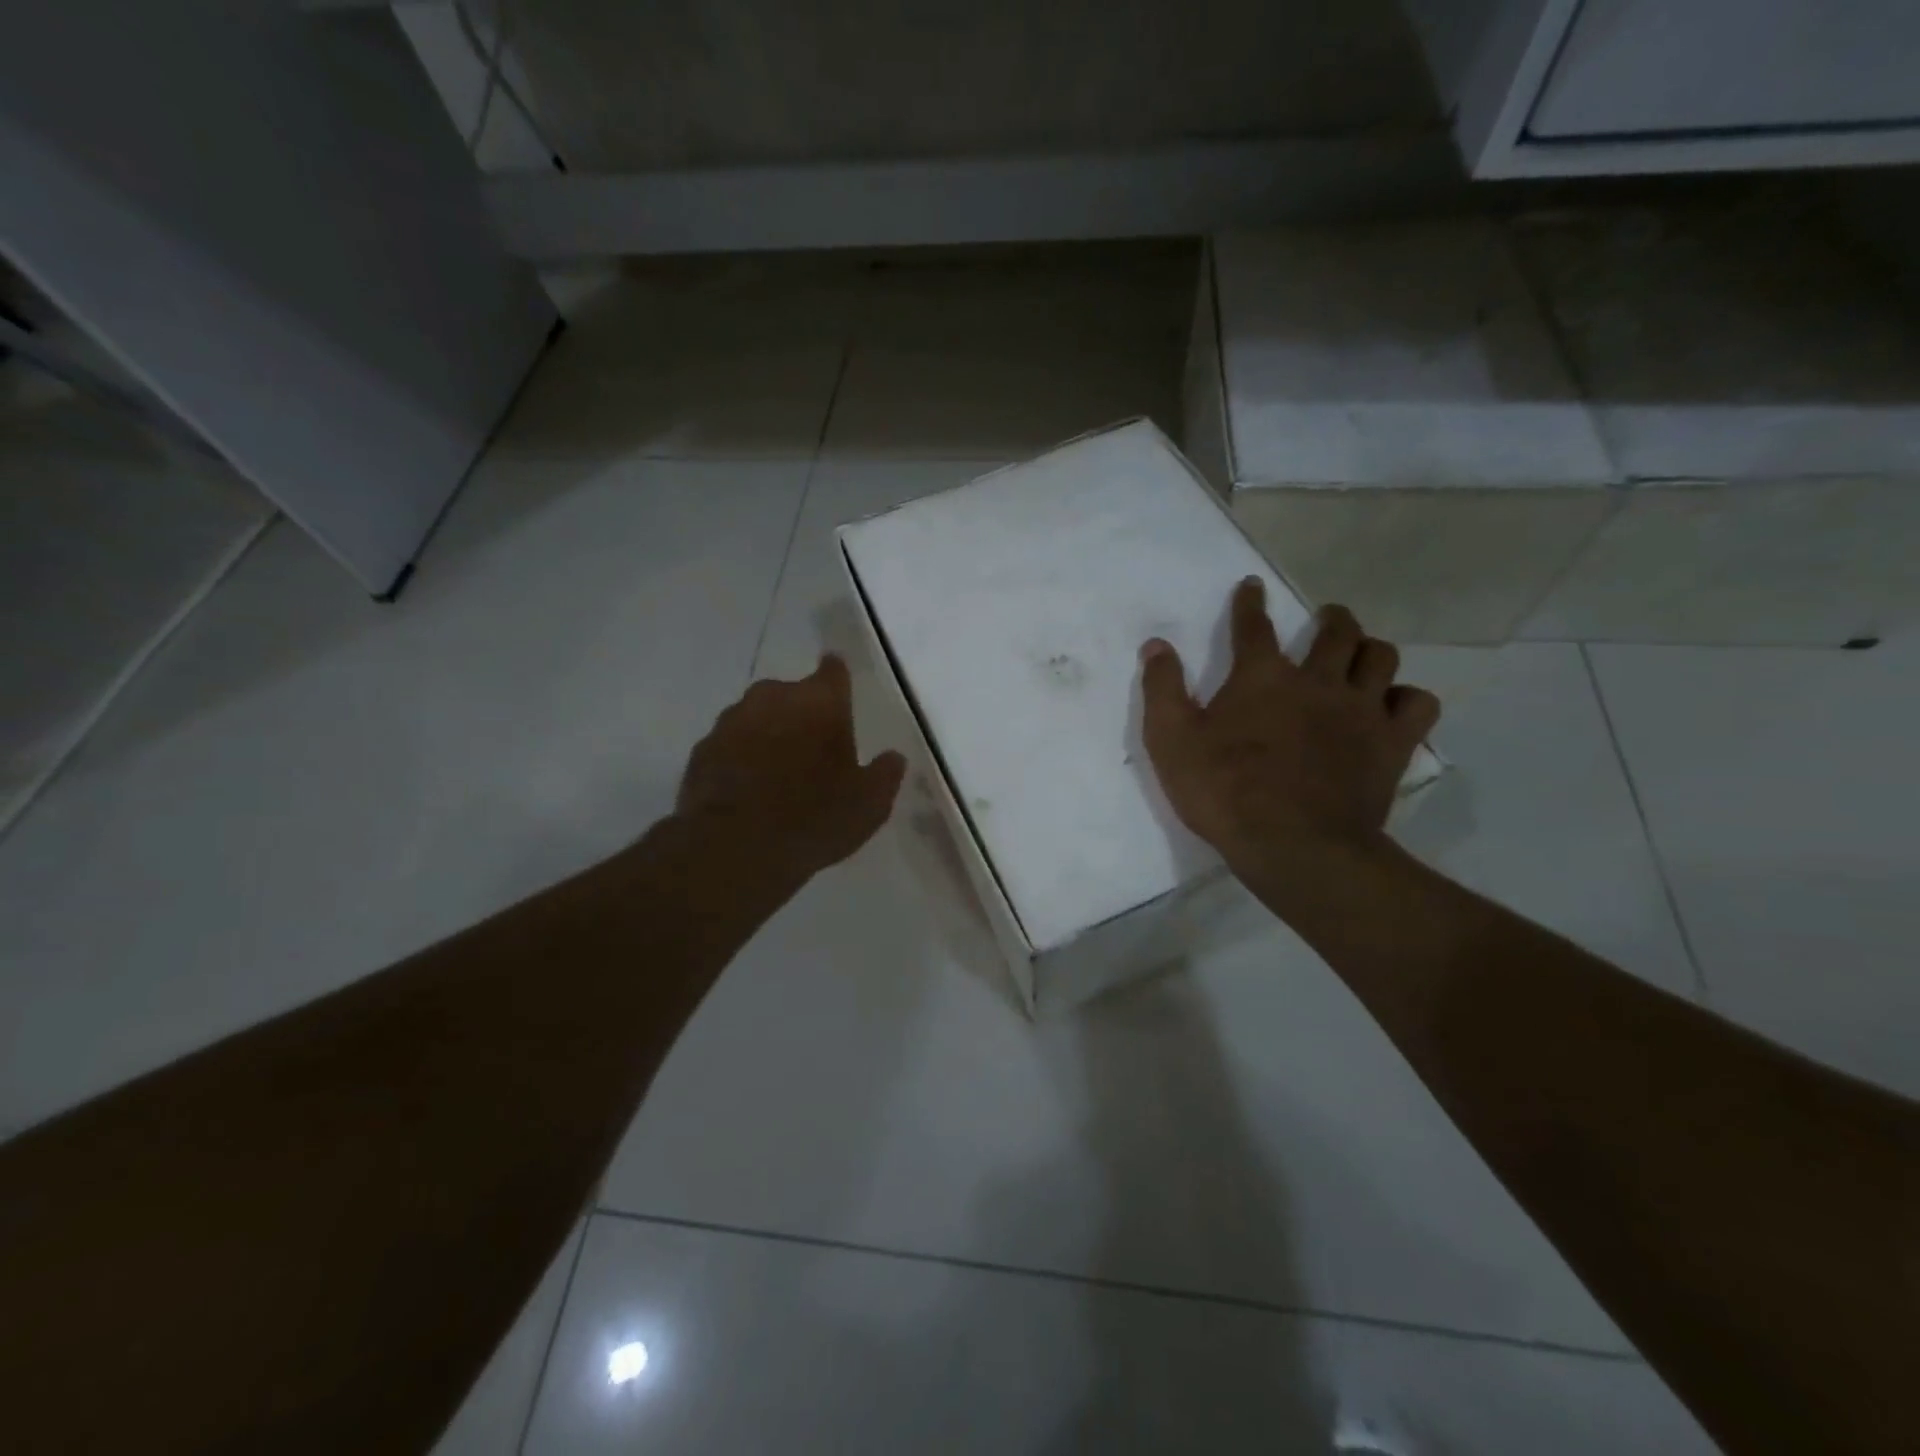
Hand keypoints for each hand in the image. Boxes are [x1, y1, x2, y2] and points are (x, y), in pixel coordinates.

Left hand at [676, 654, 906, 892]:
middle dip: (802, 714)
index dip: (837, 678)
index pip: (833, 671)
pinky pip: (730, 745)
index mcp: (820, 701)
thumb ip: (885, 774)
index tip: (840, 689)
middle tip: (814, 750)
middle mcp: (774, 697)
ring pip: (758, 717)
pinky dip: (741, 758)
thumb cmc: (814, 818)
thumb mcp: (870, 804)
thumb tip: (893, 757)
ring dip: (769, 735)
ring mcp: (732, 720)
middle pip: (793, 694)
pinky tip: (749, 790)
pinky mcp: (702, 749)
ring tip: (778, 774)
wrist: (735, 848)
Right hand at [1138, 581, 1438, 890]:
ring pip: (1381, 657)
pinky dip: (1407, 698)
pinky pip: (1418, 704)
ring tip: (1361, 658)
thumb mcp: (1170, 742)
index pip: (1254, 626)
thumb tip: (1155, 645)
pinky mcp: (1392, 744)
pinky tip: (1393, 706)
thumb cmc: (1223, 792)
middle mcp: (1317, 681)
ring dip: (1370, 650)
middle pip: (1336, 632)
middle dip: (1331, 618)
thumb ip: (1162, 689)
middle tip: (1327, 619)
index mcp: (1261, 677)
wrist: (1292, 845)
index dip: (1250, 603)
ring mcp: (1360, 710)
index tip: (1252, 585)